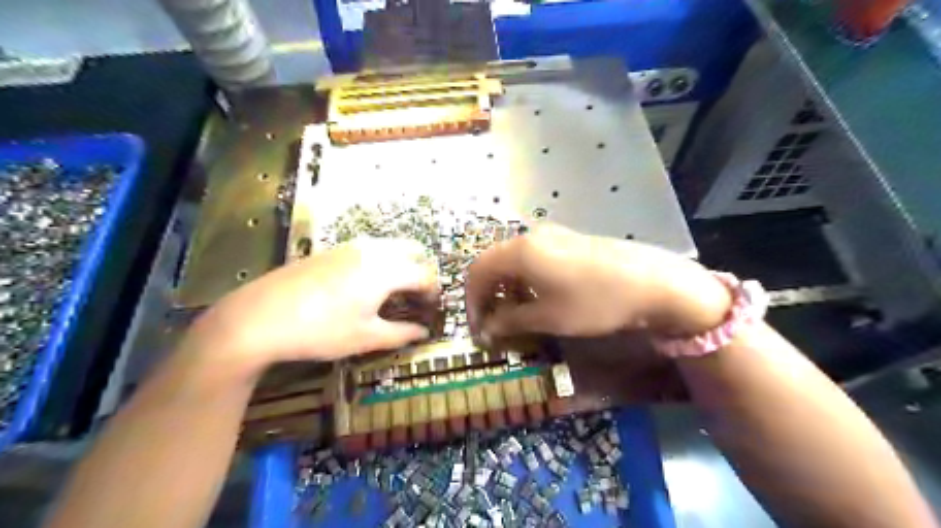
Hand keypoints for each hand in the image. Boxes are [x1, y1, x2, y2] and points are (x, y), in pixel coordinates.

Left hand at [186, 239, 438, 375]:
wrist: (259, 317)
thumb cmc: (321, 330)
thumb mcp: (366, 337)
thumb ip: (402, 333)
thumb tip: (423, 332)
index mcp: (387, 270)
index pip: (425, 274)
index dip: (434, 292)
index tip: (432, 310)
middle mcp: (373, 250)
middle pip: (413, 250)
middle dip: (422, 272)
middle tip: (417, 298)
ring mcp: (350, 246)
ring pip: (390, 246)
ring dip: (402, 264)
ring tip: (394, 293)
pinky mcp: (332, 249)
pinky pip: (370, 248)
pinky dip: (382, 261)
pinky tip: (366, 286)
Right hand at [465, 226, 729, 344]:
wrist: (652, 282)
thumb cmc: (594, 301)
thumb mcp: (549, 317)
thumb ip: (511, 321)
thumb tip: (487, 329)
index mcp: (520, 252)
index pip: (477, 272)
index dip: (472, 302)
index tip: (478, 329)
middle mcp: (531, 237)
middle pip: (493, 264)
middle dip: (488, 296)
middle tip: (494, 325)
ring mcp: (552, 236)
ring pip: (514, 262)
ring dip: (507, 289)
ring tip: (517, 317)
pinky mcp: (569, 241)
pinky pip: (534, 259)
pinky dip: (526, 281)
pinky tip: (539, 299)